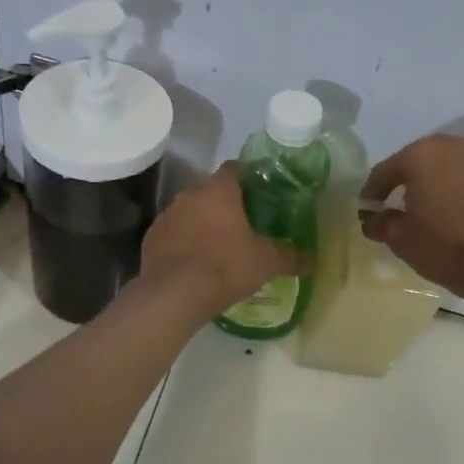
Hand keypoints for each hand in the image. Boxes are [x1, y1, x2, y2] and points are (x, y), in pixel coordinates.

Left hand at [141, 163, 302, 316]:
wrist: (175, 294)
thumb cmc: (226, 266)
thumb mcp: (266, 263)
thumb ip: (289, 257)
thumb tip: (311, 260)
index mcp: (219, 191)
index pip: (233, 169)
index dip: (246, 176)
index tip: (257, 191)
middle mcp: (190, 195)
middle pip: (210, 191)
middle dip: (223, 204)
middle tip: (240, 224)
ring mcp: (167, 216)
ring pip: (188, 212)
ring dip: (200, 223)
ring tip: (216, 246)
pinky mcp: (151, 238)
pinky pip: (172, 233)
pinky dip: (182, 241)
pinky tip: (192, 262)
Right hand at [360, 135, 463, 301]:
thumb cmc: (447, 247)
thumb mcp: (402, 241)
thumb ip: (383, 224)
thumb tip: (374, 220)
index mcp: (421, 156)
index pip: (386, 171)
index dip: (372, 192)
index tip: (367, 210)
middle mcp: (454, 147)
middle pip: (422, 161)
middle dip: (409, 181)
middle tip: (401, 205)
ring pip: (453, 167)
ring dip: (441, 183)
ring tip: (437, 209)